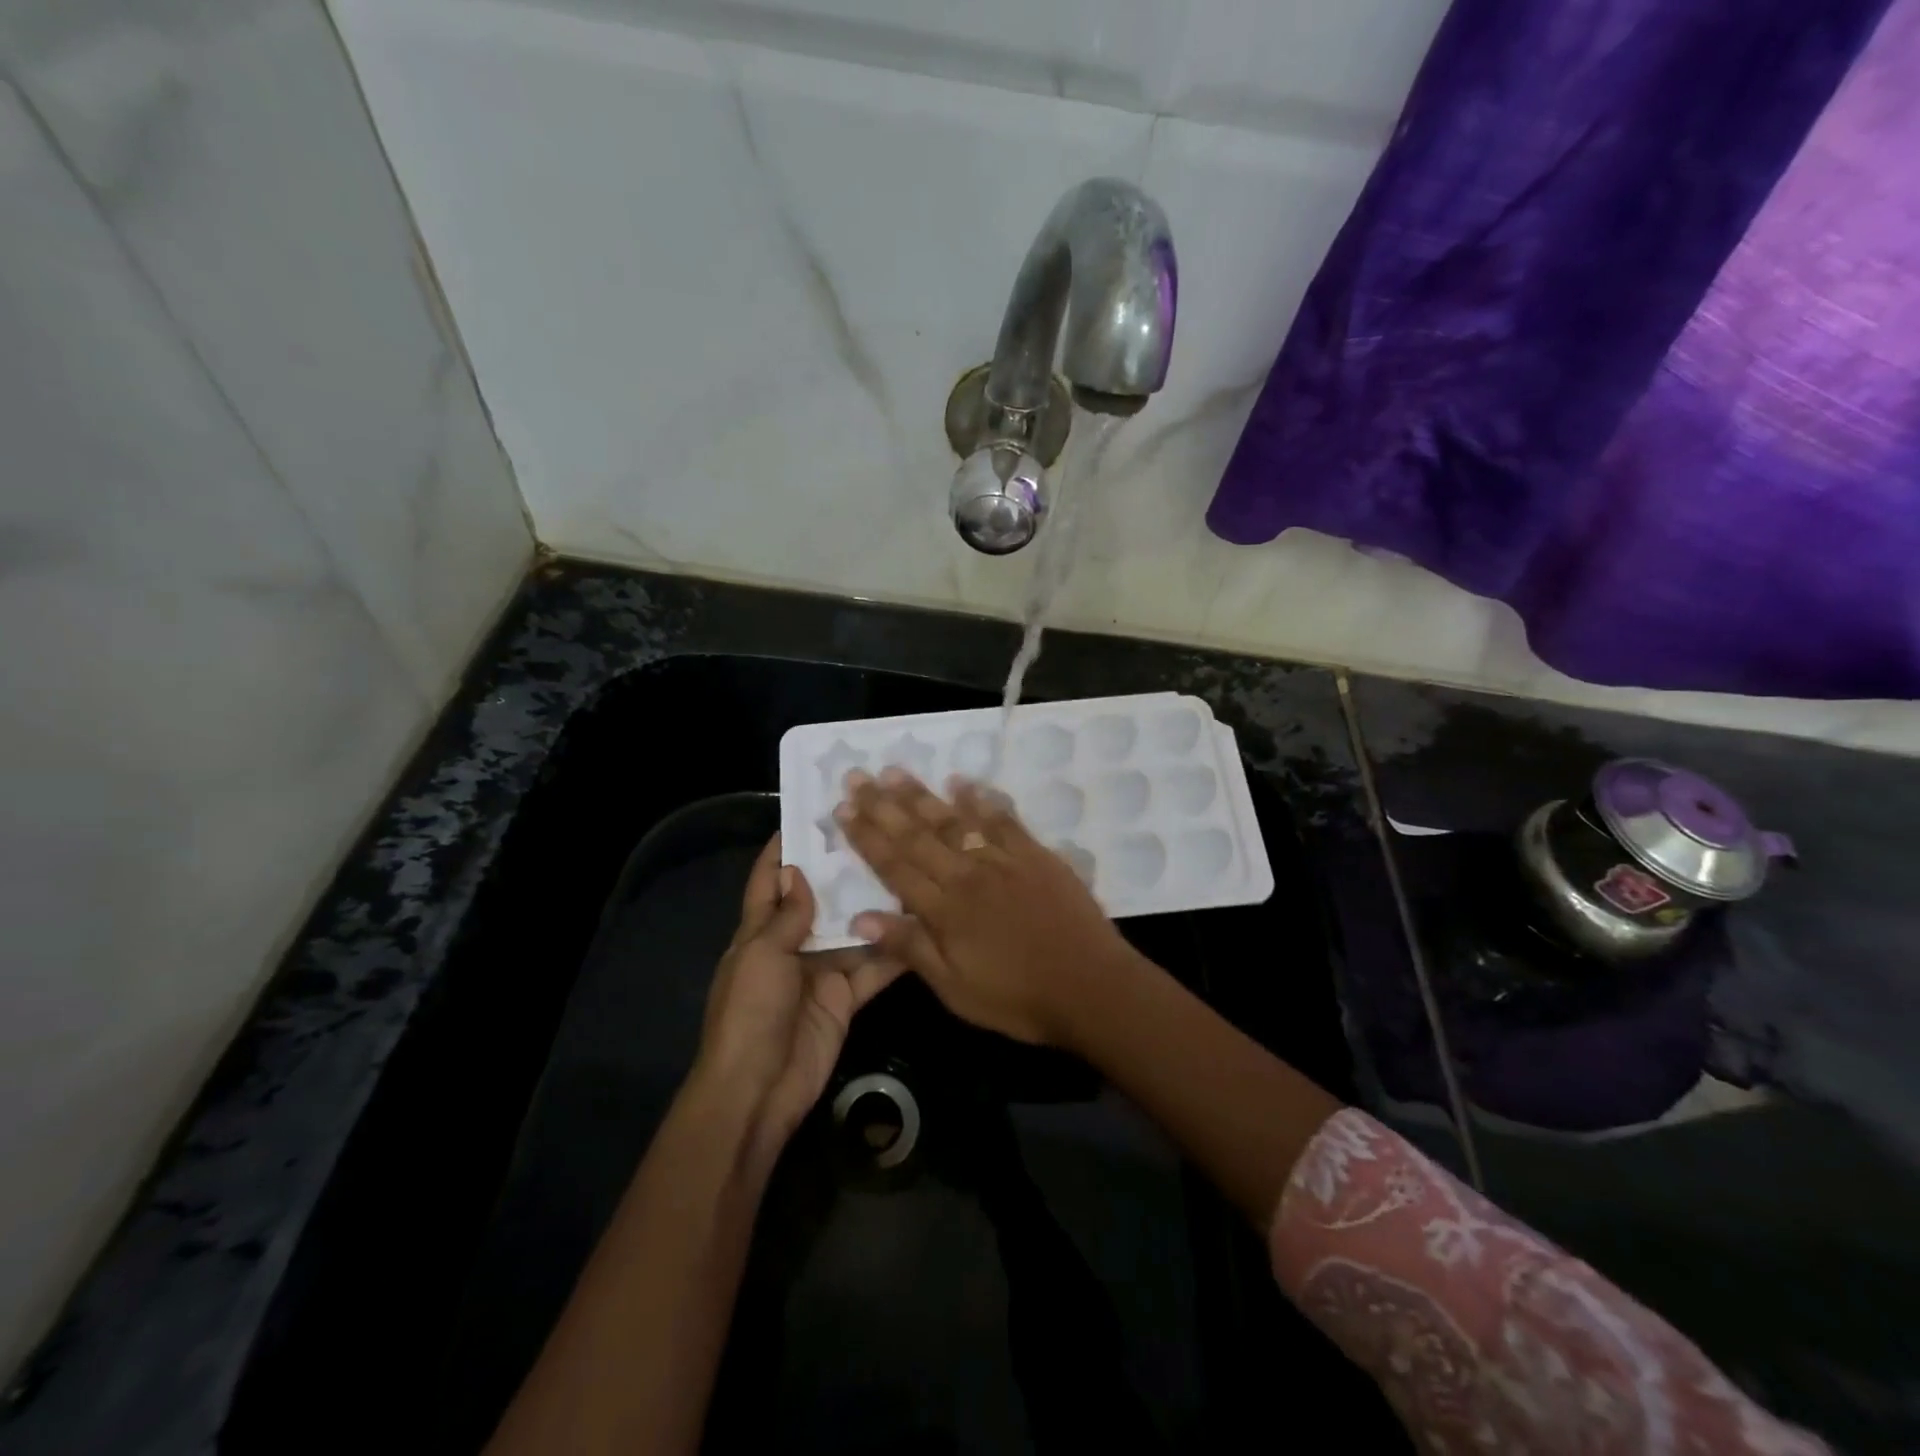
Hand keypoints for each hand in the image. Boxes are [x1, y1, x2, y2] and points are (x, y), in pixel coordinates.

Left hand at [693, 835, 903, 1150]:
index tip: (809, 815)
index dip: (782, 849)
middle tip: (877, 834)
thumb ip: (786, 916)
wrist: (758, 1089)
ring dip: (873, 908)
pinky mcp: (845, 998)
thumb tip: (798, 872)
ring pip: (851, 931)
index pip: (768, 881)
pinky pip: (871, 969)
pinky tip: (920, 927)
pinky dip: (892, 953)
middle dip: (841, 872)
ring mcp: (820, 971)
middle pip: (819, 901)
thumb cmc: (750, 1012)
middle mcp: (791, 946)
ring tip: (907, 869)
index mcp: (759, 932)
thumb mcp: (762, 955)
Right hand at [834, 770, 1140, 1046]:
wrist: (1091, 987)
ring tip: (895, 771)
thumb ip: (909, 949)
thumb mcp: (955, 988)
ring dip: (922, 795)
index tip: (843, 808)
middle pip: (918, 835)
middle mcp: (968, 875)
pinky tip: (963, 782)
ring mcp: (1004, 860)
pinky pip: (1003, 820)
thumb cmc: (1018, 998)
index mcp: (944, 909)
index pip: (895, 866)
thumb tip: (860, 917)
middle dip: (884, 805)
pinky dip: (981, 799)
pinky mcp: (1036, 856)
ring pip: (955, 820)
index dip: (866, 836)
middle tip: (858, 776)